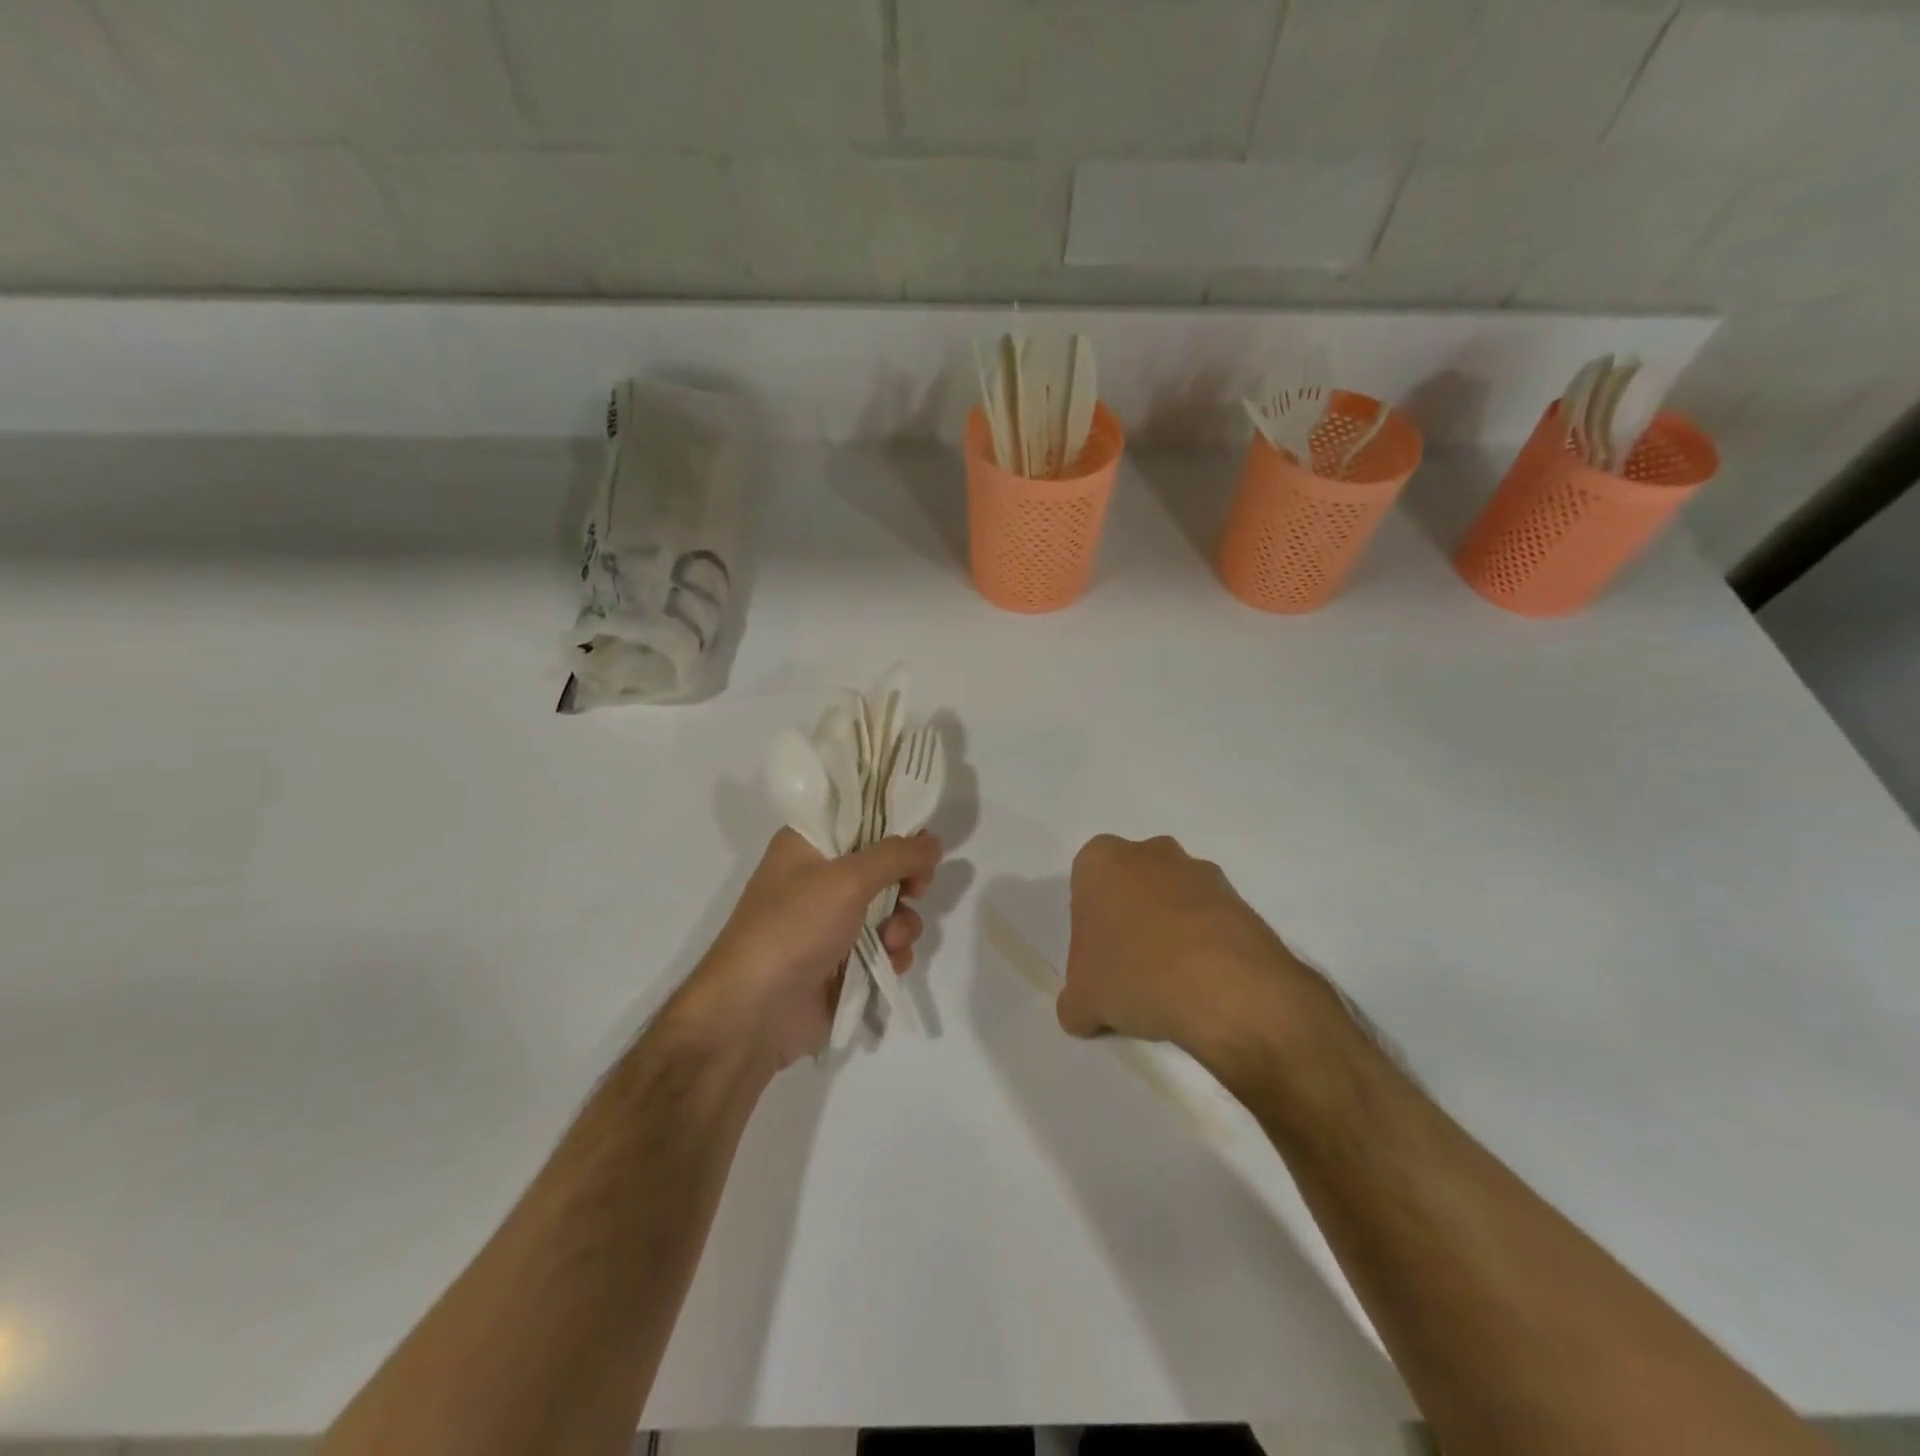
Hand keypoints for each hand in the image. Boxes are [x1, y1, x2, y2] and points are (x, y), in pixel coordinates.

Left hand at [688, 828, 941, 1072]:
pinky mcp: (843, 961)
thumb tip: (935, 841)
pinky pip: (885, 946)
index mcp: (808, 845)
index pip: (860, 818)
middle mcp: (819, 878)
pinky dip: (894, 952)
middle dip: (906, 880)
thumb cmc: (793, 928)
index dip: (894, 827)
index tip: (922, 841)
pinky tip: (891, 962)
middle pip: (882, 865)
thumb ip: (897, 855)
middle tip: (917, 889)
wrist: (753, 1013)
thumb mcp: (847, 880)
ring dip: (902, 922)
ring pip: (889, 908)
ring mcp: (831, 922)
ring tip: (893, 940)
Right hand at [1056, 834, 1312, 1061]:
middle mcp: (1151, 852)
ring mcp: (1201, 872)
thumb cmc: (1136, 975)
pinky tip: (1203, 989)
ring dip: (1168, 937)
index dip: (1088, 938)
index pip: (1083, 895)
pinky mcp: (1240, 900)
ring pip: (1171, 905)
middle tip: (1130, 979)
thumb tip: (1085, 1009)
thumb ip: (1075, 1000)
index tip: (1098, 972)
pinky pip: (1208, 923)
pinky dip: (1203, 949)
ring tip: (1172, 991)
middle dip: (1128, 928)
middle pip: (1129, 893)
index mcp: (1102, 860)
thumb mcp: (1082, 1001)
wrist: (1229, 988)